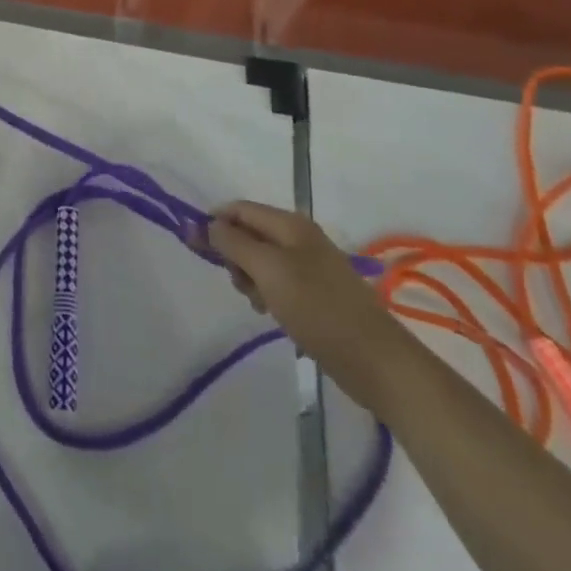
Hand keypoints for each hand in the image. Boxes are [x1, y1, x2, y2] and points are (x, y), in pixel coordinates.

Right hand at [202, 202, 413, 408]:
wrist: (377, 361)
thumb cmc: (318, 308)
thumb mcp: (268, 270)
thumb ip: (233, 243)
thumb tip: (206, 223)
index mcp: (290, 224)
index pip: (239, 209)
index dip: (214, 222)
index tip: (193, 246)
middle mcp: (299, 237)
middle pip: (249, 233)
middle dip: (234, 255)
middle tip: (240, 284)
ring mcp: (310, 266)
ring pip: (261, 261)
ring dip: (250, 278)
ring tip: (261, 304)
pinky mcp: (316, 293)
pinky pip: (278, 282)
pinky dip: (268, 293)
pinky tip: (273, 313)